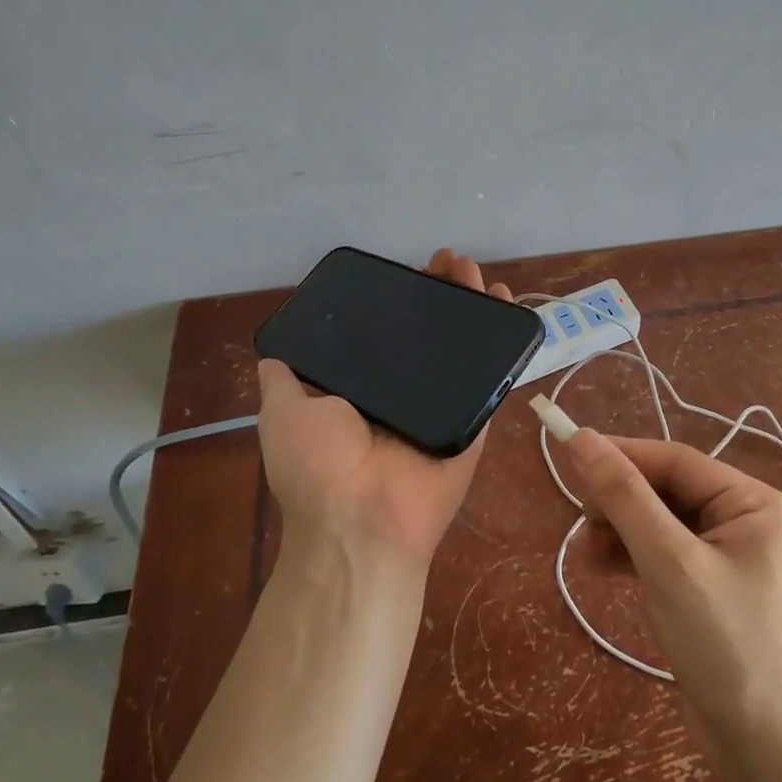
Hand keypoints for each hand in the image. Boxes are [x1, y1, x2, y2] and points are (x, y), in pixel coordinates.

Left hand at [256, 250, 513, 576]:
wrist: (361, 520)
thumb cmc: (317, 464)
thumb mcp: (283, 411)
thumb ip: (283, 379)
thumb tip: (274, 354)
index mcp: (364, 389)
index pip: (386, 332)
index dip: (397, 300)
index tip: (408, 270)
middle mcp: (405, 392)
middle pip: (429, 332)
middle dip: (440, 293)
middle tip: (448, 262)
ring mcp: (444, 403)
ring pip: (463, 345)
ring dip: (472, 305)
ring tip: (474, 269)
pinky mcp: (476, 417)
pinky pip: (493, 374)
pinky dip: (505, 341)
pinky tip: (508, 303)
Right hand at [562, 430, 781, 771]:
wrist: (770, 751)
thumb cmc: (728, 644)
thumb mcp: (670, 563)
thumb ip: (626, 497)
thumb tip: (582, 439)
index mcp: (751, 502)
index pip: (675, 461)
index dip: (621, 454)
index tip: (569, 454)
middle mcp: (742, 521)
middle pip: (665, 491)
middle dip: (619, 502)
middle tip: (579, 519)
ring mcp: (726, 558)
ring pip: (658, 523)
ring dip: (618, 532)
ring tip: (582, 554)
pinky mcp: (708, 591)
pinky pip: (661, 556)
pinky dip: (629, 558)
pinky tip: (597, 569)